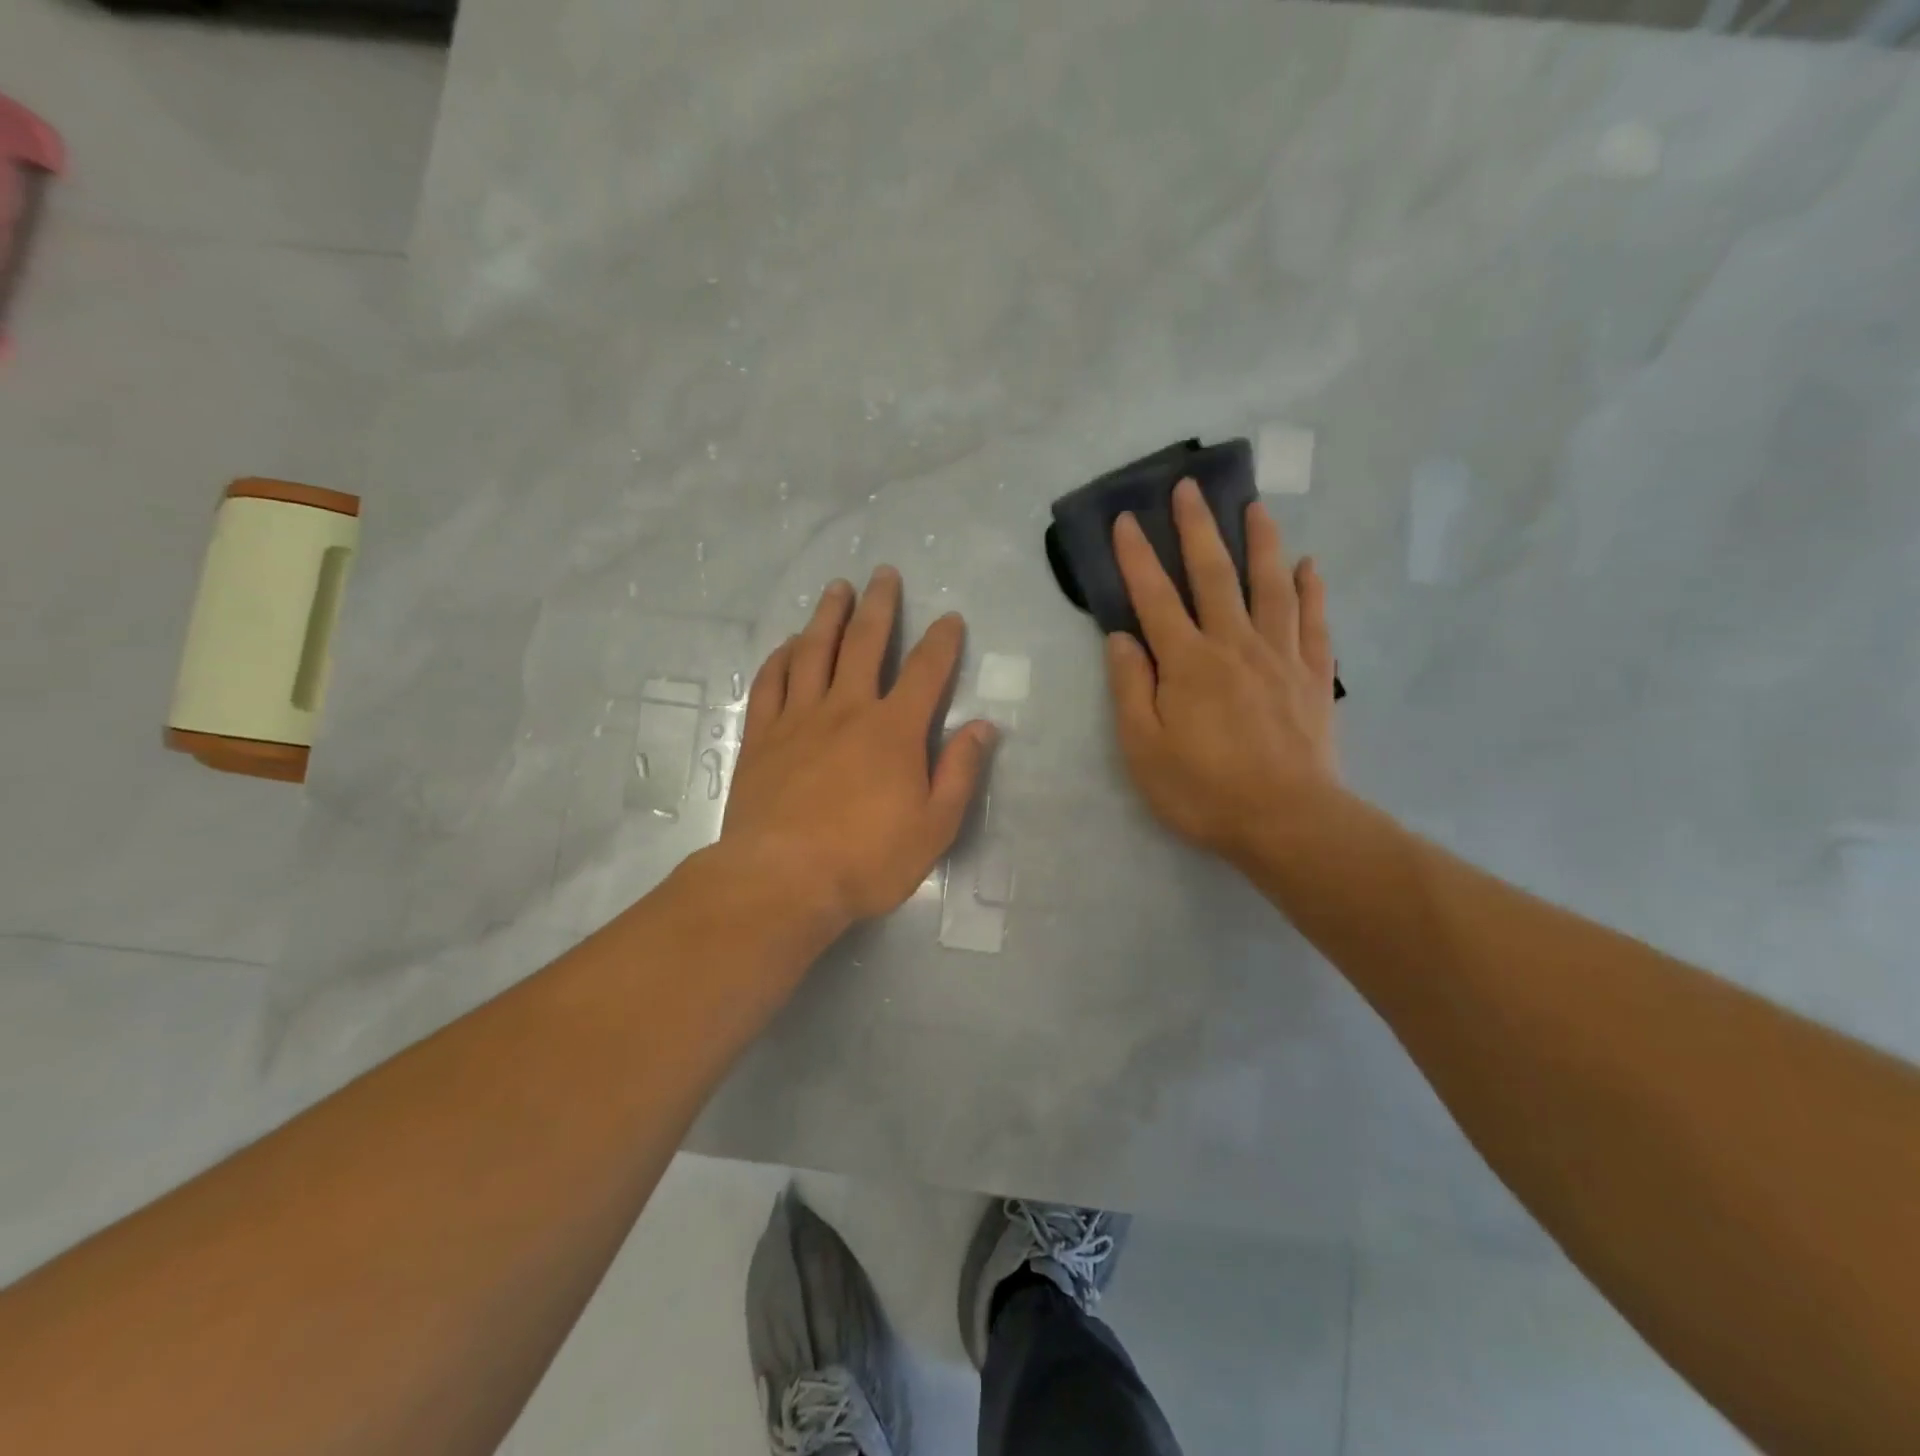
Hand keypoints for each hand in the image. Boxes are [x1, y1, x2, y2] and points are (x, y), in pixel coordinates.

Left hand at [721, 566, 995, 929]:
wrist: (781, 879)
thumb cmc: (866, 859)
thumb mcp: (934, 826)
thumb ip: (960, 772)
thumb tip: (982, 727)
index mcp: (894, 730)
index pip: (926, 671)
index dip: (941, 641)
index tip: (949, 619)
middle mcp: (847, 709)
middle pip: (864, 642)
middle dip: (879, 605)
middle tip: (883, 573)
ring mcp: (799, 718)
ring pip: (813, 651)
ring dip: (827, 616)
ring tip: (836, 589)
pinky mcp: (762, 736)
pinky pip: (771, 683)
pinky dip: (781, 658)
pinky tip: (788, 645)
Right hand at [1105, 478, 1340, 864]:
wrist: (1287, 821)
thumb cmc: (1203, 790)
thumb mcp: (1143, 748)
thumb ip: (1131, 688)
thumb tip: (1121, 637)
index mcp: (1187, 663)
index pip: (1154, 597)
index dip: (1137, 557)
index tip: (1127, 520)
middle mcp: (1234, 644)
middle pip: (1214, 575)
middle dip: (1197, 528)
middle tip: (1190, 487)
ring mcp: (1280, 656)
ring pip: (1270, 585)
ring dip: (1261, 542)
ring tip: (1255, 506)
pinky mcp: (1312, 676)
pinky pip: (1313, 621)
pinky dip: (1311, 589)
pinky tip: (1309, 566)